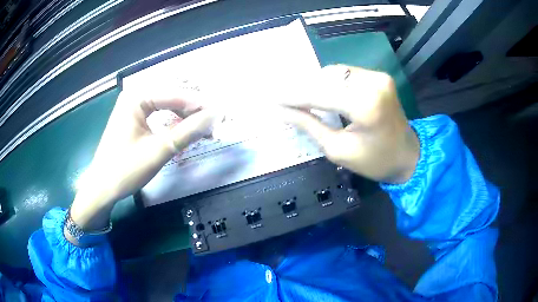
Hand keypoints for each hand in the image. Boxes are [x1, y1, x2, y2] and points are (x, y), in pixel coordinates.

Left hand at [69, 88, 214, 234]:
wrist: (102, 188)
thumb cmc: (125, 169)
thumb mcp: (159, 151)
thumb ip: (188, 132)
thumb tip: (215, 116)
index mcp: (136, 97)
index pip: (175, 94)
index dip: (199, 105)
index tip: (219, 116)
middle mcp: (135, 96)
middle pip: (172, 96)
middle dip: (193, 110)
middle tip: (212, 124)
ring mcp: (133, 107)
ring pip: (167, 105)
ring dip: (185, 116)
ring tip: (202, 129)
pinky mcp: (134, 119)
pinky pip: (160, 114)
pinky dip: (174, 123)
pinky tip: (185, 131)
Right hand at [279, 65, 418, 182]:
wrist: (407, 155)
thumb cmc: (374, 160)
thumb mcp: (338, 150)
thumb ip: (309, 125)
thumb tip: (283, 111)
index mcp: (366, 106)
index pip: (319, 94)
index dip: (293, 95)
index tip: (272, 98)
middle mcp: (373, 83)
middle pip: (325, 78)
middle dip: (302, 88)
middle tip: (283, 98)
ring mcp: (378, 76)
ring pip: (334, 72)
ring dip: (316, 83)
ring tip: (300, 96)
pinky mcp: (380, 76)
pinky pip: (346, 74)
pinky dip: (331, 82)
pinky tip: (322, 92)